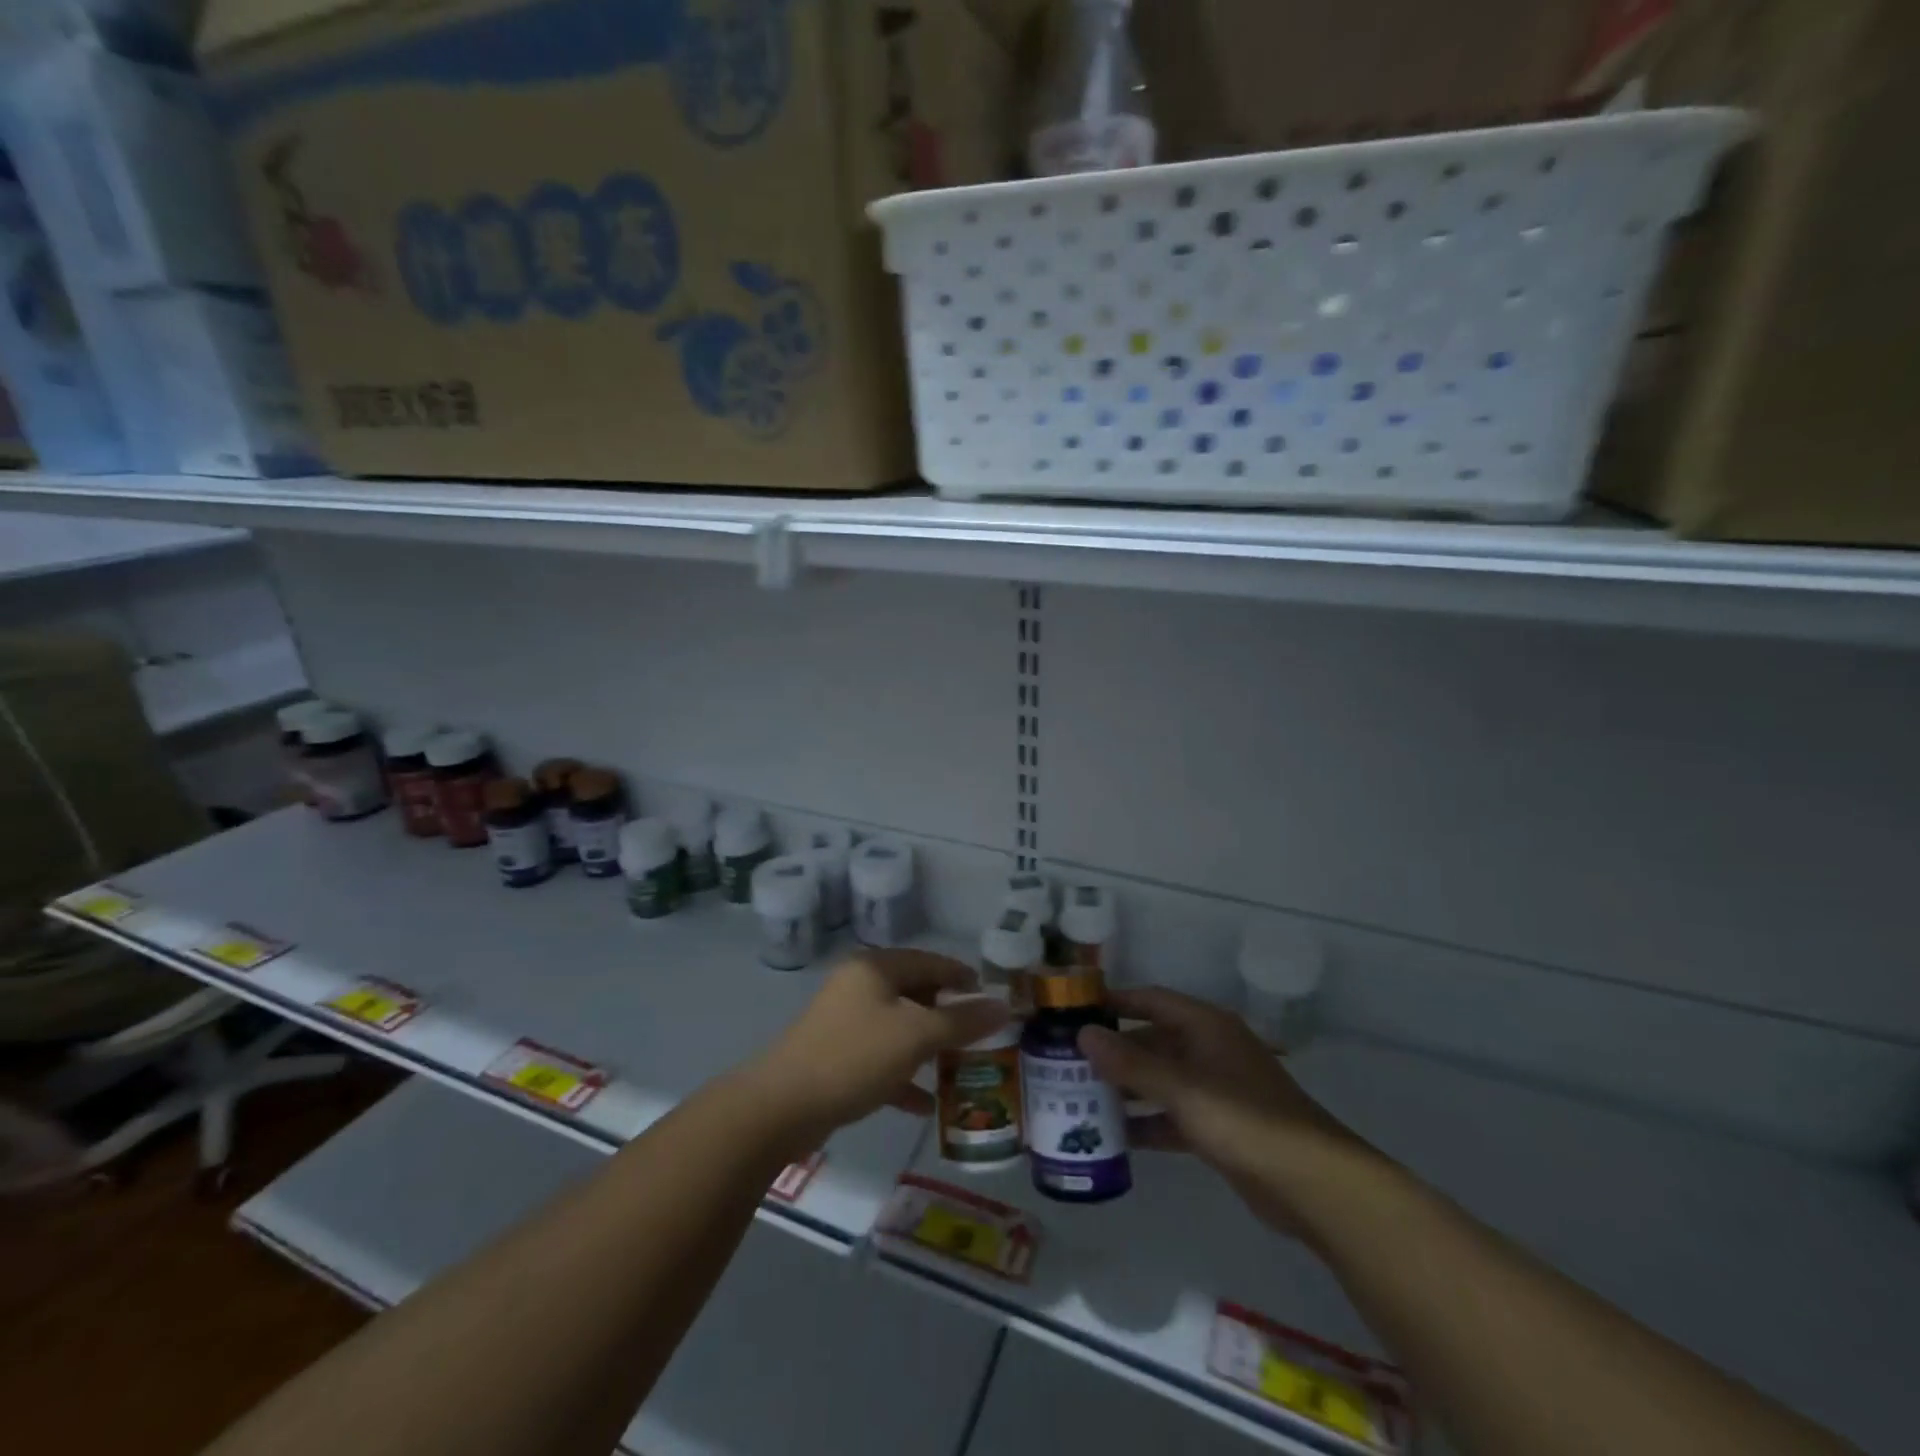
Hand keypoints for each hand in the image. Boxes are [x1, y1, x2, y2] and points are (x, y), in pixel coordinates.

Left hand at [750, 950, 1010, 1147]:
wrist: (781, 1107)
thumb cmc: (854, 1057)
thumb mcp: (916, 1036)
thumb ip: (961, 1021)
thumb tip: (1003, 1005)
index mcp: (875, 968)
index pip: (930, 961)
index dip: (963, 977)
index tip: (992, 999)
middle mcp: (859, 986)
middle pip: (915, 993)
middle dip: (948, 1015)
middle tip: (980, 1036)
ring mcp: (845, 1022)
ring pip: (899, 1028)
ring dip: (929, 1047)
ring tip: (961, 1067)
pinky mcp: (836, 1057)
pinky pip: (881, 1059)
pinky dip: (904, 1075)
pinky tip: (926, 1104)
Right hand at [1079, 988, 1380, 1240]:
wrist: (1313, 1184)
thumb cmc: (1245, 1119)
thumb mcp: (1182, 1088)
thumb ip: (1131, 1063)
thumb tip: (1083, 1034)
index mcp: (1205, 1026)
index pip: (1150, 1000)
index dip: (1114, 1002)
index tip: (1074, 1010)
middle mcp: (1208, 1049)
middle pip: (1152, 1040)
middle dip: (1114, 1051)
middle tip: (1068, 1062)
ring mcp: (1215, 1089)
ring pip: (1160, 1079)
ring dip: (1127, 1088)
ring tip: (1080, 1098)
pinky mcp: (1218, 1127)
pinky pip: (1172, 1115)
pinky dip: (1148, 1123)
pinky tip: (1116, 1138)